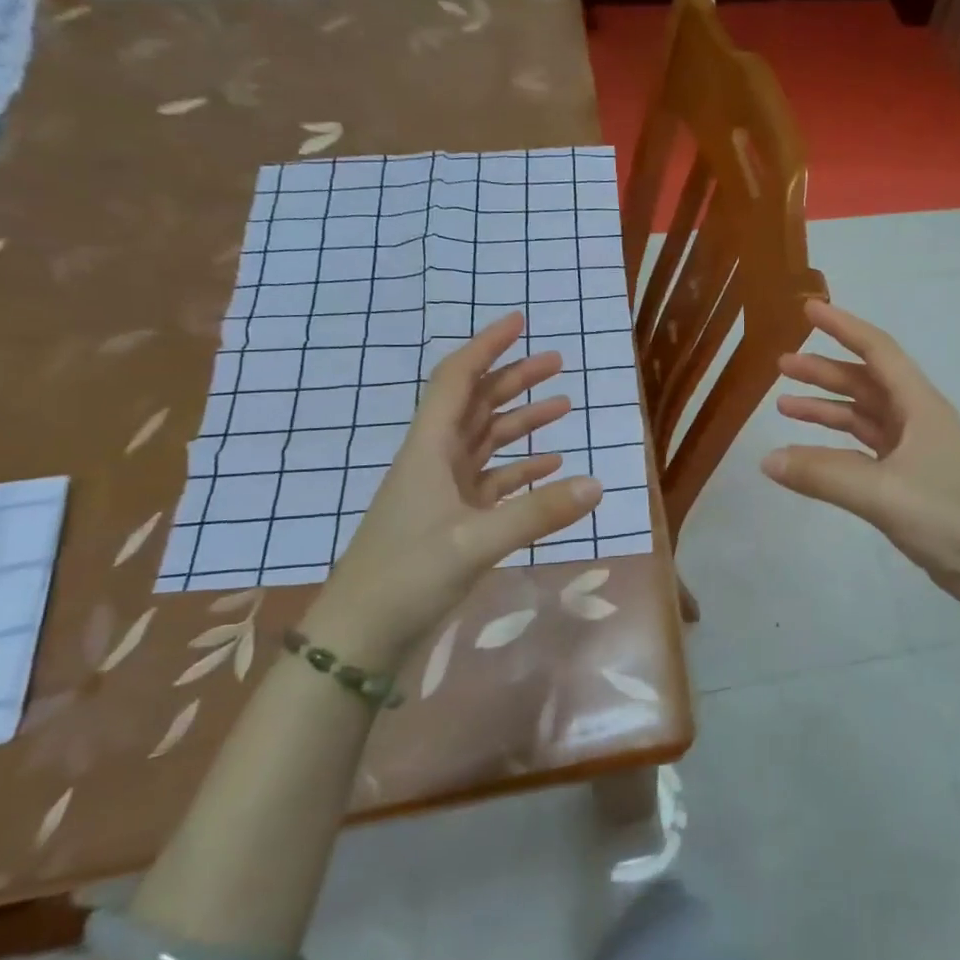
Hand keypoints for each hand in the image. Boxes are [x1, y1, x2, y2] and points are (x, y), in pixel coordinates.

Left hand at [304, 313, 600, 665]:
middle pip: (477, 405)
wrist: (360, 637)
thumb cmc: (406, 577)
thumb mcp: (475, 542)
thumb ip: (538, 512)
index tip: (518, 321)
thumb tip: (599, 484)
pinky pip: (494, 482)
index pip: (458, 381)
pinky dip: (521, 469)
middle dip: (514, 379)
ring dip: (521, 421)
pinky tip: (551, 466)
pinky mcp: (453, 522)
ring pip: (487, 442)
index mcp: (429, 450)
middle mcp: (435, 462)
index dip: (486, 346)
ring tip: (563, 404)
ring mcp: (444, 493)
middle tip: (556, 361)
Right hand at [762, 300, 959, 594]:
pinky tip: (810, 451)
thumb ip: (822, 474)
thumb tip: (767, 460)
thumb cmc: (946, 516)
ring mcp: (914, 448)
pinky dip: (837, 443)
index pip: (878, 351)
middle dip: (824, 370)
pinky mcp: (909, 476)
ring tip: (784, 406)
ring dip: (827, 407)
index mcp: (920, 405)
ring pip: (863, 414)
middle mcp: (918, 418)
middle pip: (866, 381)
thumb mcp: (880, 492)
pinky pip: (864, 447)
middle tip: (781, 365)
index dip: (844, 327)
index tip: (810, 309)